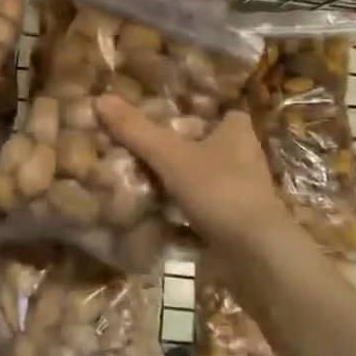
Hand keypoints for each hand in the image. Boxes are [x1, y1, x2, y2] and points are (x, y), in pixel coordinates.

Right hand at [95, 96, 289, 252]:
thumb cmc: (219, 190)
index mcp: (237, 133)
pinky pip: (202, 211)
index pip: (224, 112)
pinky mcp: (234, 225)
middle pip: (209, 145)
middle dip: (182, 147)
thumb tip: (100, 98)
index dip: (200, 111)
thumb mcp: (170, 155)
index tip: (169, 112)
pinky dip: (181, 212)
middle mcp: (244, 160)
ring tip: (140, 176)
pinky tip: (153, 212)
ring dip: (180, 180)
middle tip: (143, 144)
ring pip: (204, 179)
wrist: (255, 256)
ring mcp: (241, 195)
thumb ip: (136, 129)